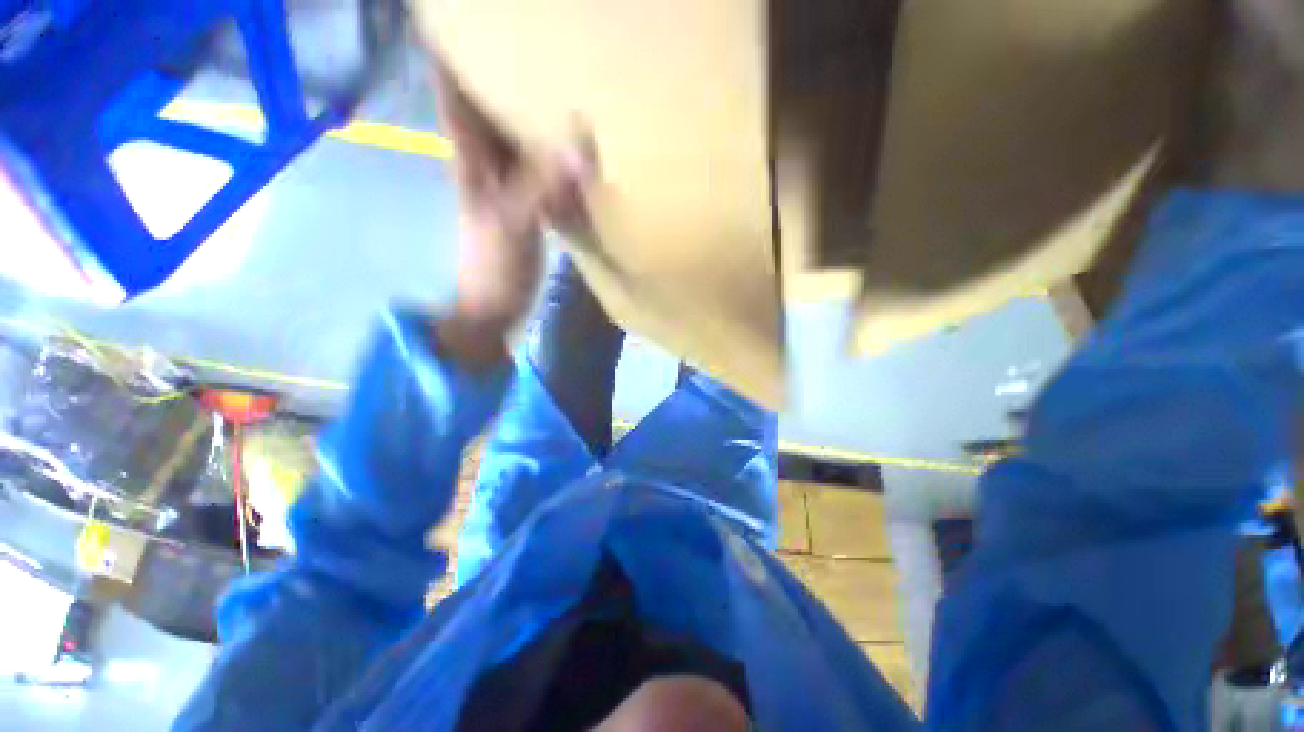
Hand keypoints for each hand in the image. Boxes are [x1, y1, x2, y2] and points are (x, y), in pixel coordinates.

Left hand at [430, 56, 593, 367]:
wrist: (494, 305)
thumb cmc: (493, 265)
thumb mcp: (514, 222)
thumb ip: (544, 184)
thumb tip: (583, 143)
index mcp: (470, 155)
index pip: (452, 87)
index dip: (447, 46)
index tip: (457, 12)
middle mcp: (486, 158)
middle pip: (483, 98)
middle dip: (493, 61)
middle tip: (526, 33)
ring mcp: (508, 181)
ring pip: (512, 129)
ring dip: (525, 101)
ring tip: (553, 68)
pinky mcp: (529, 201)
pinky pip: (540, 162)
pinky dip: (551, 145)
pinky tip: (571, 134)